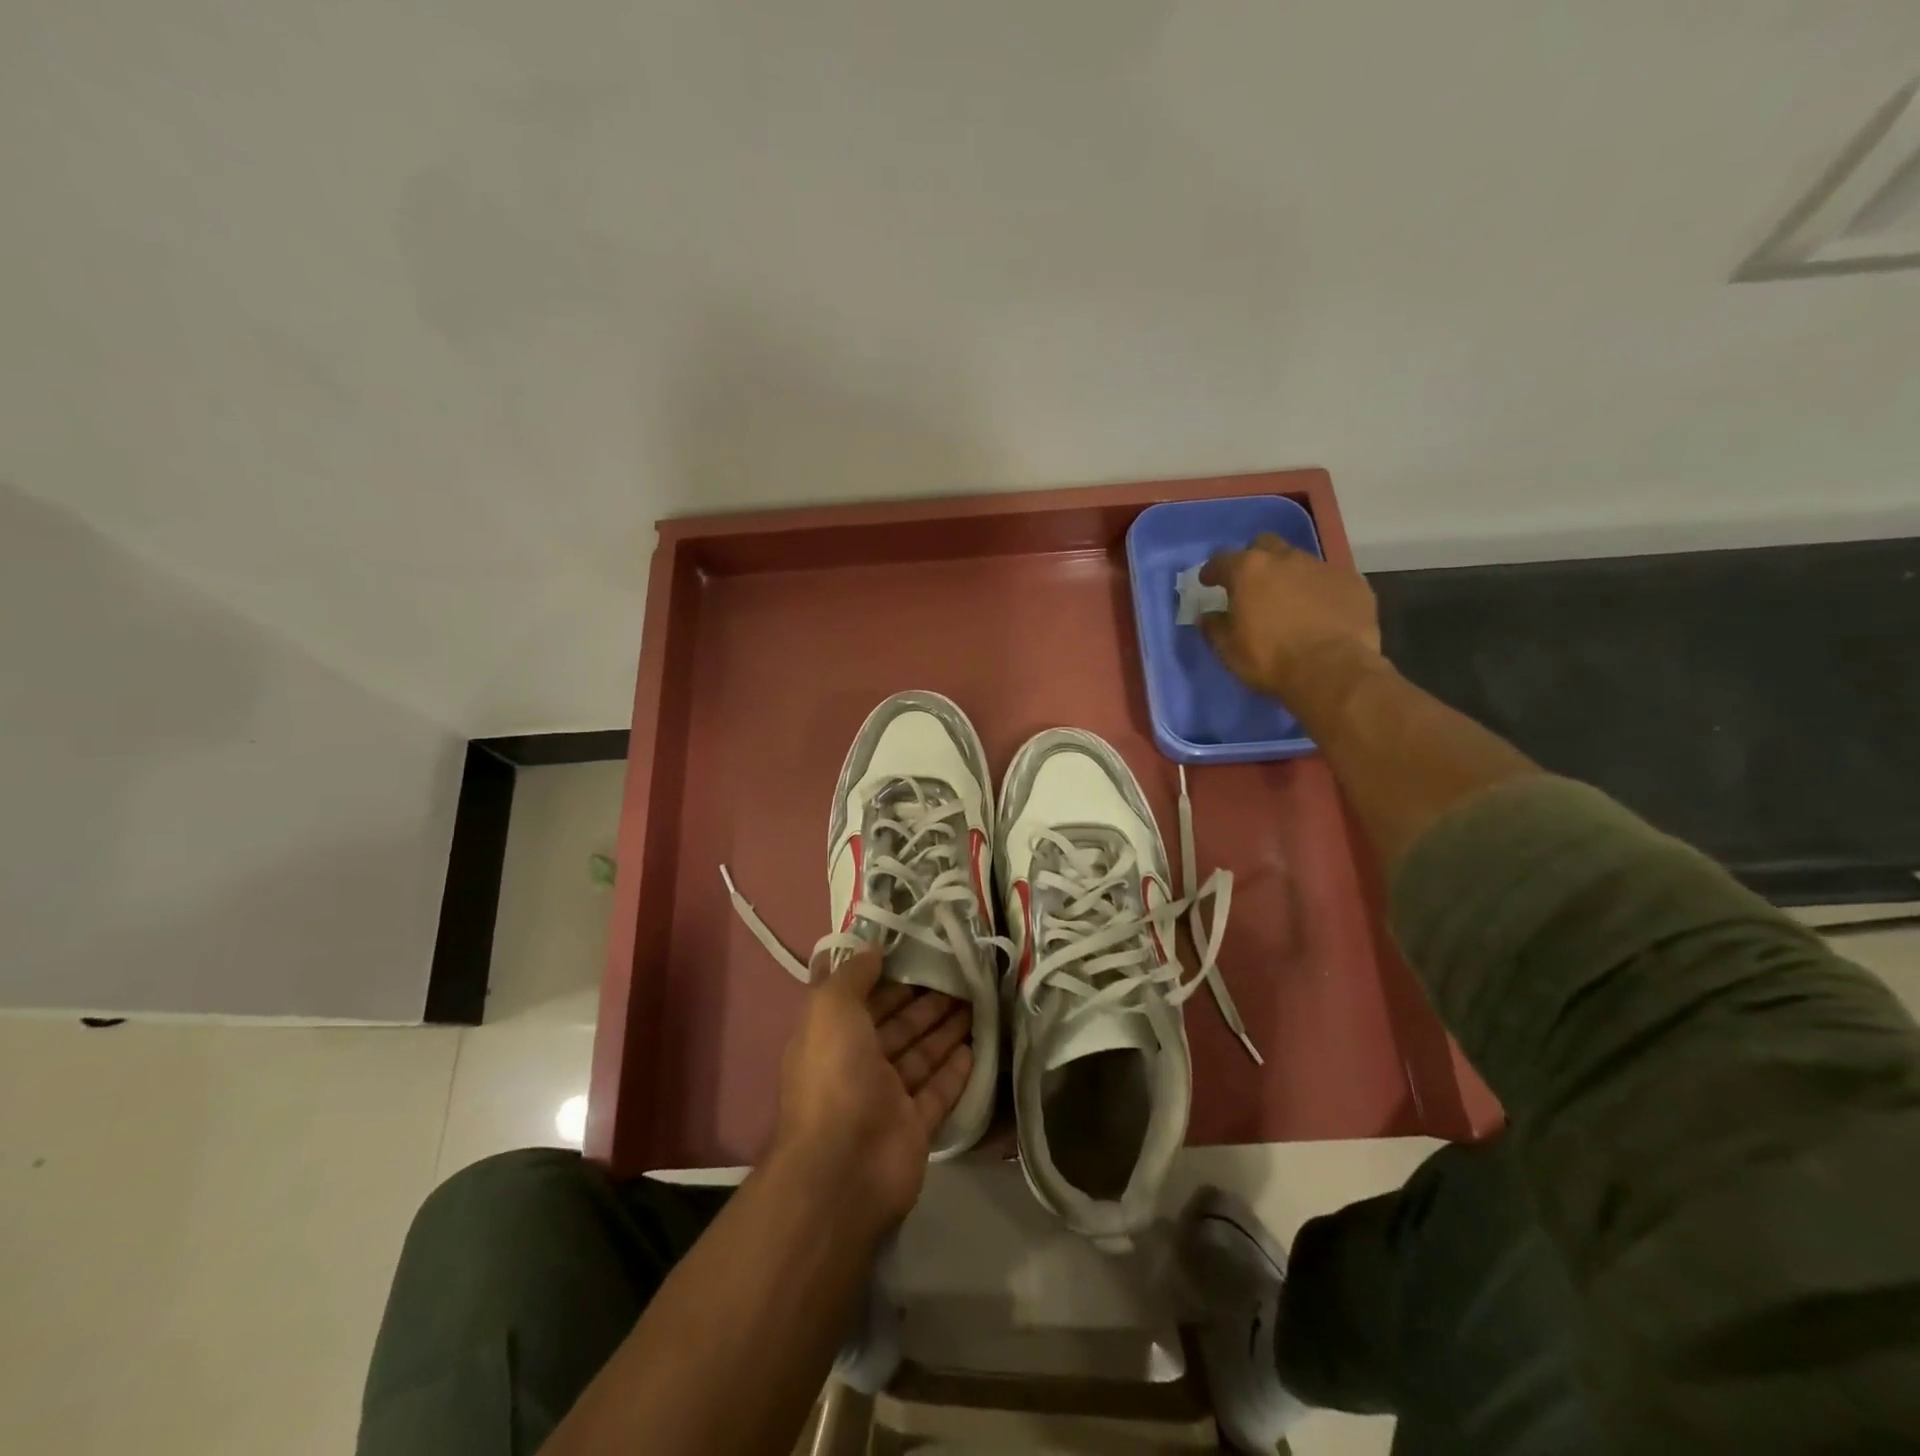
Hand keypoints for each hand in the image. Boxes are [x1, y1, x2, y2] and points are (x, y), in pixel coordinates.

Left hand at [771, 946, 972, 1232]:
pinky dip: (956, 1070)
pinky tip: (977, 1046)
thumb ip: (852, 975)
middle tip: (961, 973)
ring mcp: (886, 1098)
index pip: (863, 997)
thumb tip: (874, 949)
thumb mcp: (830, 1008)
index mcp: (831, 1036)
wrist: (843, 1168)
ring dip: (945, 1028)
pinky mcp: (914, 1127)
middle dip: (925, 999)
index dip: (889, 975)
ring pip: (920, 1054)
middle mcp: (857, 1064)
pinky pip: (938, 1091)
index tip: (920, 951)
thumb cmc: (834, 1075)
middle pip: (897, 1024)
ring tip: (977, 999)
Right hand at [1200, 533, 1383, 699]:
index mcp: (1250, 571)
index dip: (1213, 570)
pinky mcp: (1354, 583)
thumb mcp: (1229, 651)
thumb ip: (1215, 628)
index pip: (1223, 559)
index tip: (1209, 582)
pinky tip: (1321, 613)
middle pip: (1265, 545)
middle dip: (1255, 559)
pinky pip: (1329, 580)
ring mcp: (1323, 568)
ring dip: (1289, 576)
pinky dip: (1319, 591)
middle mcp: (1286, 559)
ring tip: (1289, 602)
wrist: (1334, 671)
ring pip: (1300, 562)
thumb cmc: (1271, 660)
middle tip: (1252, 584)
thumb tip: (1208, 616)